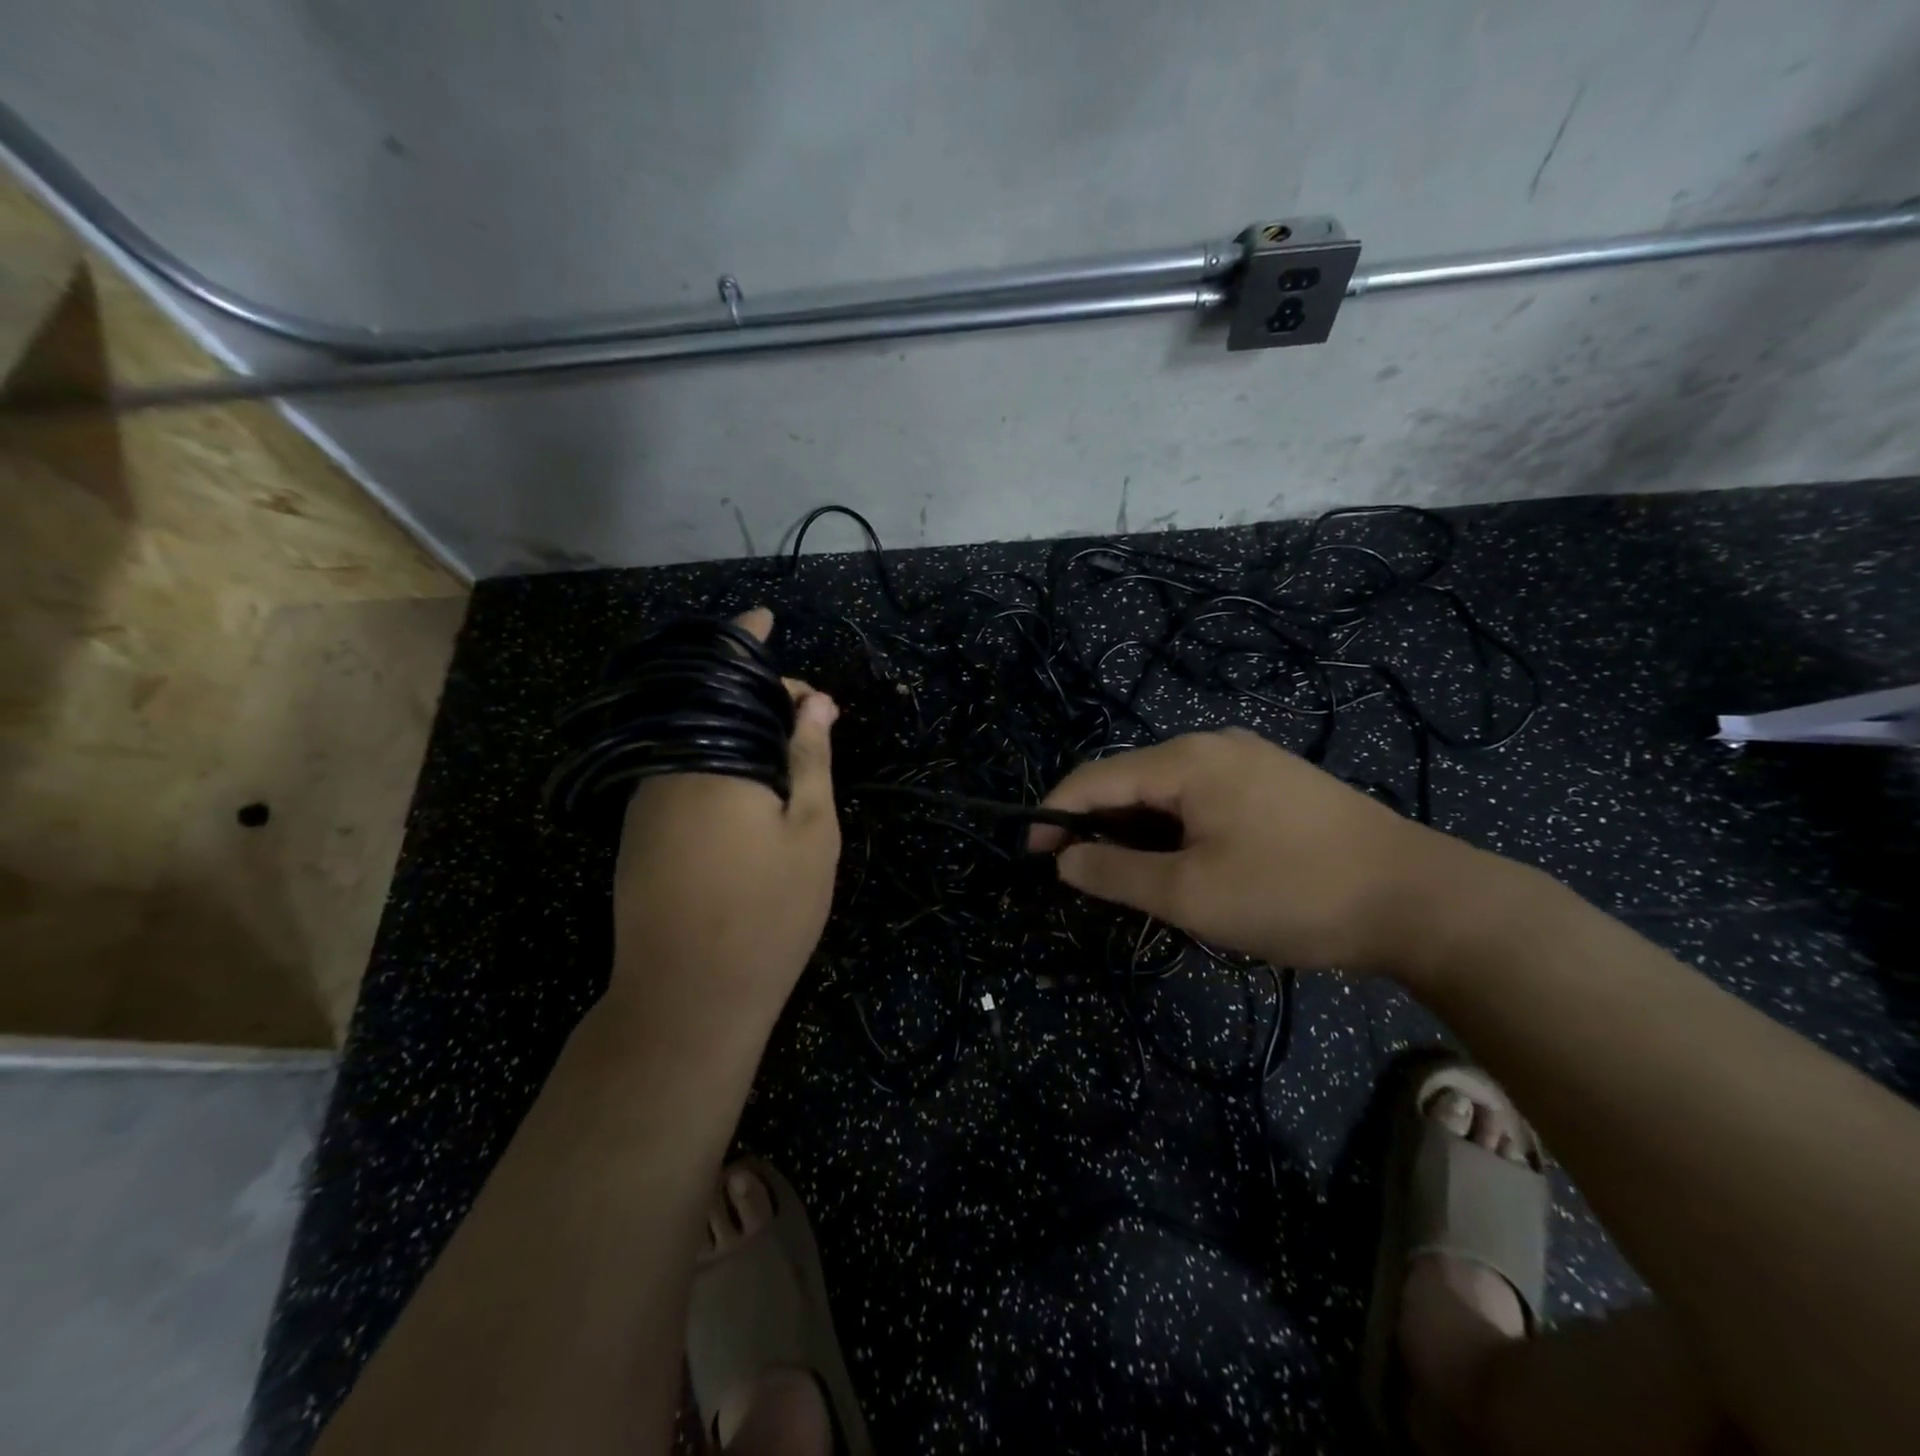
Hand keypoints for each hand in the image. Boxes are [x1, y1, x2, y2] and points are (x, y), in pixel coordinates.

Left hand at [608, 609, 840, 1031]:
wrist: (688, 1000)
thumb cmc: (768, 912)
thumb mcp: (811, 832)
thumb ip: (810, 758)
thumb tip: (816, 701)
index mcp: (712, 759)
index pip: (727, 678)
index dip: (748, 641)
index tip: (764, 616)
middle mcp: (667, 769)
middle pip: (710, 708)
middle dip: (758, 697)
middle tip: (810, 716)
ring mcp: (645, 803)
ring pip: (694, 743)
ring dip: (737, 733)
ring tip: (788, 752)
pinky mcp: (638, 835)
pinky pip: (680, 775)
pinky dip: (715, 763)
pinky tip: (751, 791)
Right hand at [1031, 729, 1482, 973]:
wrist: (1419, 900)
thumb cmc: (1292, 893)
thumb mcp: (1190, 895)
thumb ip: (1115, 875)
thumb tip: (1065, 860)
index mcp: (1186, 761)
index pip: (1094, 778)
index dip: (1054, 814)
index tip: (1033, 854)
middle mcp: (1213, 745)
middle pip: (1130, 779)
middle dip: (1097, 825)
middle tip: (1085, 876)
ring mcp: (1249, 760)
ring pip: (1167, 791)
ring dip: (1138, 830)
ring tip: (1134, 877)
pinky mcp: (1275, 783)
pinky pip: (1202, 798)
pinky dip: (1175, 828)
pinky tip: (1186, 862)